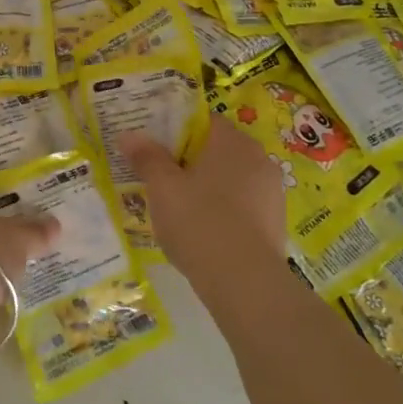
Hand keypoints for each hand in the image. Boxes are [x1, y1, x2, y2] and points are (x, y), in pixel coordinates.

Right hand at [122, 116, 284, 291]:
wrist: (245, 283)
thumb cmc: (200, 222)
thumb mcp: (162, 188)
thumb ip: (146, 157)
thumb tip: (128, 135)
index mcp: (232, 141)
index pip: (203, 120)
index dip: (175, 130)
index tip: (153, 146)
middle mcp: (258, 158)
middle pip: (216, 149)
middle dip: (188, 161)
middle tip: (159, 177)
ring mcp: (271, 191)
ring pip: (229, 179)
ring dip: (205, 187)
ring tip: (176, 207)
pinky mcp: (274, 222)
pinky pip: (241, 205)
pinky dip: (221, 210)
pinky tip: (201, 231)